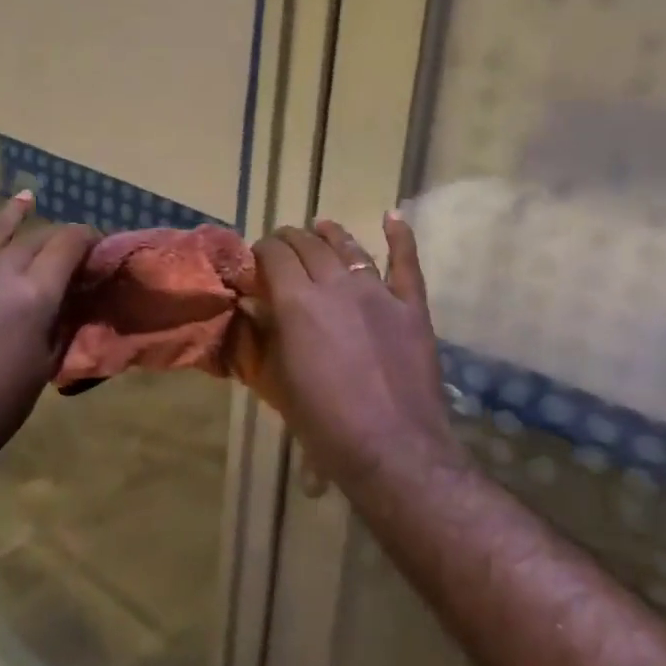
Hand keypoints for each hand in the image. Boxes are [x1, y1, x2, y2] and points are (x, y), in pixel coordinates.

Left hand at [0, 171, 97, 465]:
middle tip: (65, 245)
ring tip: (28, 197)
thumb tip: (73, 289)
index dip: (87, 239)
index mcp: (33, 295)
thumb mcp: (46, 361)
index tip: (95, 244)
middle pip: (34, 238)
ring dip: (13, 212)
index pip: (68, 245)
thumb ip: (61, 317)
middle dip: (56, 237)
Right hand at [238, 213, 454, 484]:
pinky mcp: (411, 306)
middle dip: (289, 240)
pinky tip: (393, 216)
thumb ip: (265, 337)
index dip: (261, 251)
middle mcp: (336, 285)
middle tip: (282, 248)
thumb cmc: (325, 425)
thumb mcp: (279, 382)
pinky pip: (406, 262)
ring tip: (321, 226)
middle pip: (308, 245)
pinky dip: (400, 236)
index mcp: (297, 302)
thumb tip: (253, 307)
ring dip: (331, 233)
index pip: (273, 255)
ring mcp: (378, 292)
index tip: (256, 261)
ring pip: (350, 247)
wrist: (393, 449)